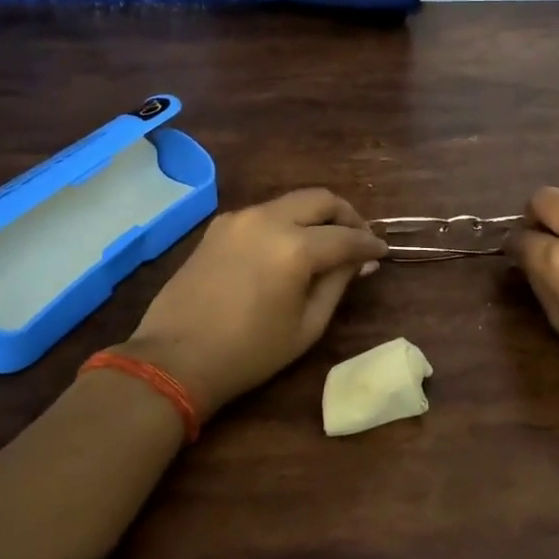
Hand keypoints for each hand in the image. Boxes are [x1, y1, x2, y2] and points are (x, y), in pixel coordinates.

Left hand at [117, 189, 388, 419]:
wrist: (175, 359)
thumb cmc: (249, 352)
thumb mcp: (306, 325)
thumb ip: (337, 283)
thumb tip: (360, 261)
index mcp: (294, 247)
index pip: (346, 237)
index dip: (369, 245)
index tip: (382, 254)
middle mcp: (268, 219)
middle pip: (321, 199)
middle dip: (347, 216)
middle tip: (359, 240)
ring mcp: (240, 218)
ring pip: (292, 201)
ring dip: (316, 215)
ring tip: (328, 242)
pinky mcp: (219, 225)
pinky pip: (265, 212)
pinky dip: (288, 221)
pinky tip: (290, 246)